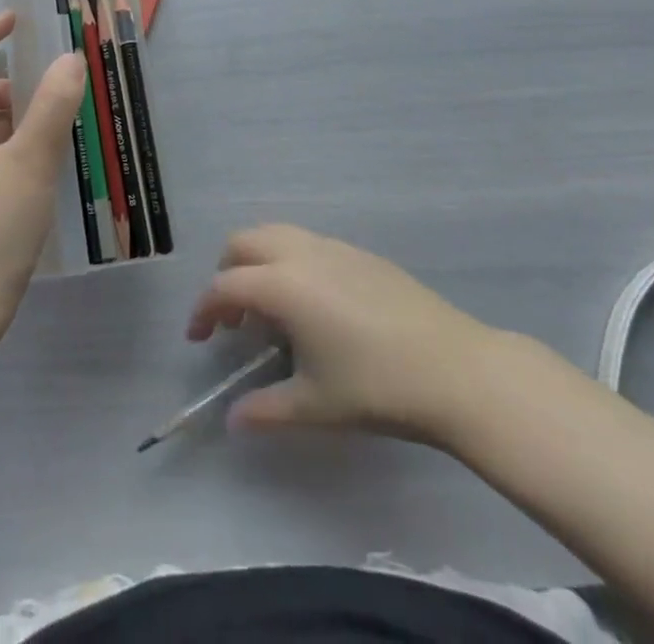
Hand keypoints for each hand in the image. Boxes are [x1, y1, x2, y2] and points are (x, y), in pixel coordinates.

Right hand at [187, 224, 505, 447]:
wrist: (455, 369)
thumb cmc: (376, 387)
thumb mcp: (315, 405)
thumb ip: (265, 409)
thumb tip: (233, 419)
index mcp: (281, 284)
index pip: (224, 286)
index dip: (203, 310)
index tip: (198, 338)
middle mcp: (300, 253)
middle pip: (243, 242)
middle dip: (226, 273)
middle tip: (232, 318)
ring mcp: (332, 247)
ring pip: (276, 234)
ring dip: (257, 261)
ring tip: (269, 308)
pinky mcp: (359, 252)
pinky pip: (306, 242)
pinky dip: (289, 260)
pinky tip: (312, 304)